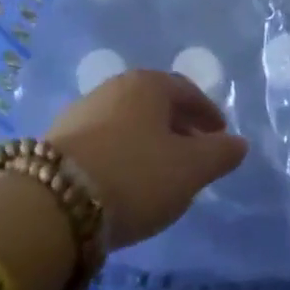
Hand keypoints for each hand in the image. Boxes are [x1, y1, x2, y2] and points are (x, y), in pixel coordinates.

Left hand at [46, 69, 247, 248]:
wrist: (50, 206)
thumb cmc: (135, 175)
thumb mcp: (190, 169)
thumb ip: (220, 154)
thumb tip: (239, 143)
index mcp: (148, 84)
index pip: (187, 91)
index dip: (208, 115)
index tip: (220, 137)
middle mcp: (113, 88)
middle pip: (155, 105)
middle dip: (178, 129)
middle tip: (194, 158)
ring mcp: (80, 113)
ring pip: (126, 124)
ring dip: (146, 144)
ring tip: (158, 177)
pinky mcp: (55, 143)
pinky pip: (102, 144)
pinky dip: (120, 158)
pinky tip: (122, 186)